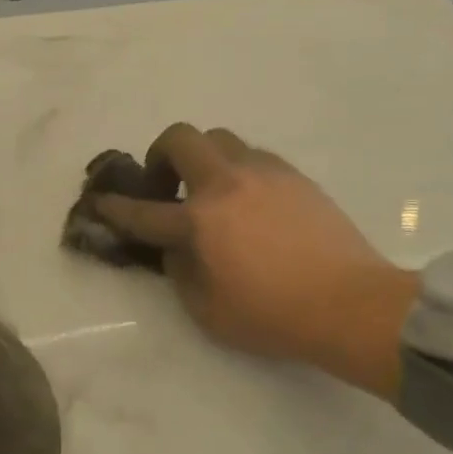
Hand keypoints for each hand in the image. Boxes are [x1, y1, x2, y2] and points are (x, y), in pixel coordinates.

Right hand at [92, 124, 415, 387]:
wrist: (350, 304)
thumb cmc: (273, 316)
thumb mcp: (207, 310)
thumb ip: (179, 272)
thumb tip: (176, 247)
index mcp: (200, 220)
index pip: (144, 210)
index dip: (116, 207)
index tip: (102, 201)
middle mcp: (228, 183)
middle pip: (182, 137)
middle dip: (160, 153)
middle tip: (165, 184)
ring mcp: (265, 173)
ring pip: (221, 139)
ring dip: (203, 158)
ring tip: (210, 192)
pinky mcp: (295, 176)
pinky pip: (254, 156)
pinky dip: (238, 169)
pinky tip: (248, 201)